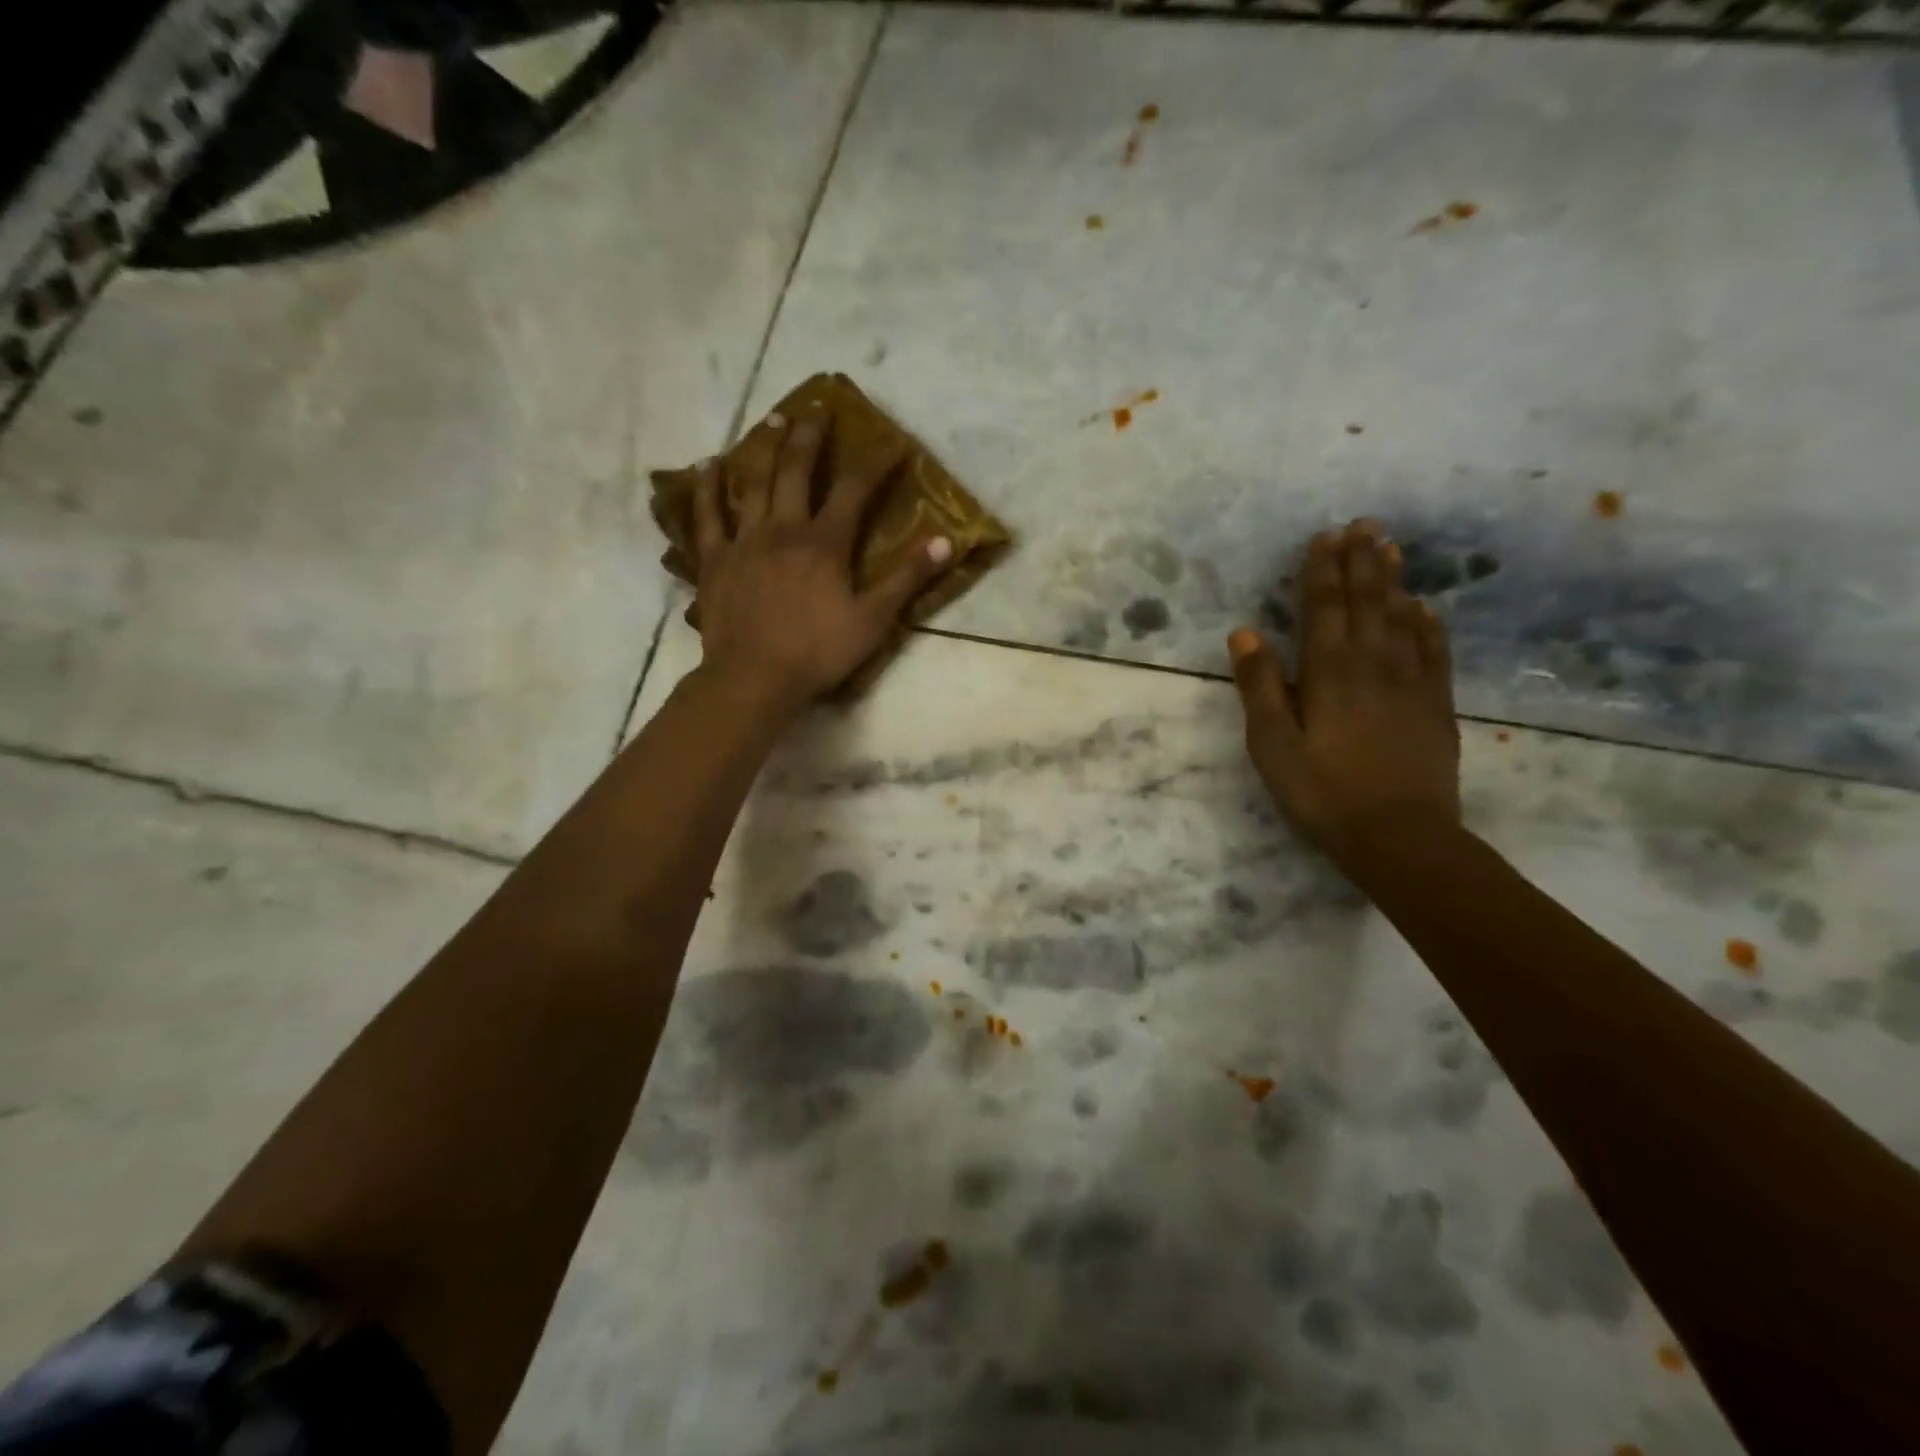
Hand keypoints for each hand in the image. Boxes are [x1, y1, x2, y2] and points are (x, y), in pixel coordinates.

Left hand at [687, 404, 950, 716]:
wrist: (754, 678)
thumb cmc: (818, 651)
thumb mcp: (873, 619)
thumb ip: (908, 578)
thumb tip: (945, 541)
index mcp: (824, 542)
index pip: (853, 490)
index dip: (874, 464)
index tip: (889, 443)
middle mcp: (783, 529)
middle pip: (795, 470)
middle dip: (808, 436)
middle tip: (816, 408)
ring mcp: (744, 541)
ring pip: (752, 483)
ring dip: (763, 447)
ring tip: (772, 420)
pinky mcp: (714, 560)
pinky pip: (707, 516)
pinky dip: (707, 488)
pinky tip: (706, 465)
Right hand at [1228, 520, 1460, 872]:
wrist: (1400, 837)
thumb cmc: (1322, 792)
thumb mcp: (1272, 744)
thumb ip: (1259, 686)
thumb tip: (1245, 632)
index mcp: (1329, 671)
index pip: (1324, 607)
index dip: (1322, 570)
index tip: (1324, 536)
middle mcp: (1373, 664)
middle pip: (1367, 602)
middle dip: (1361, 561)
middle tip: (1363, 524)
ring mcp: (1411, 682)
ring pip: (1402, 617)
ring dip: (1394, 580)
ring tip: (1391, 547)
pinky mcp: (1436, 704)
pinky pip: (1434, 650)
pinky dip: (1428, 623)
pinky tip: (1424, 608)